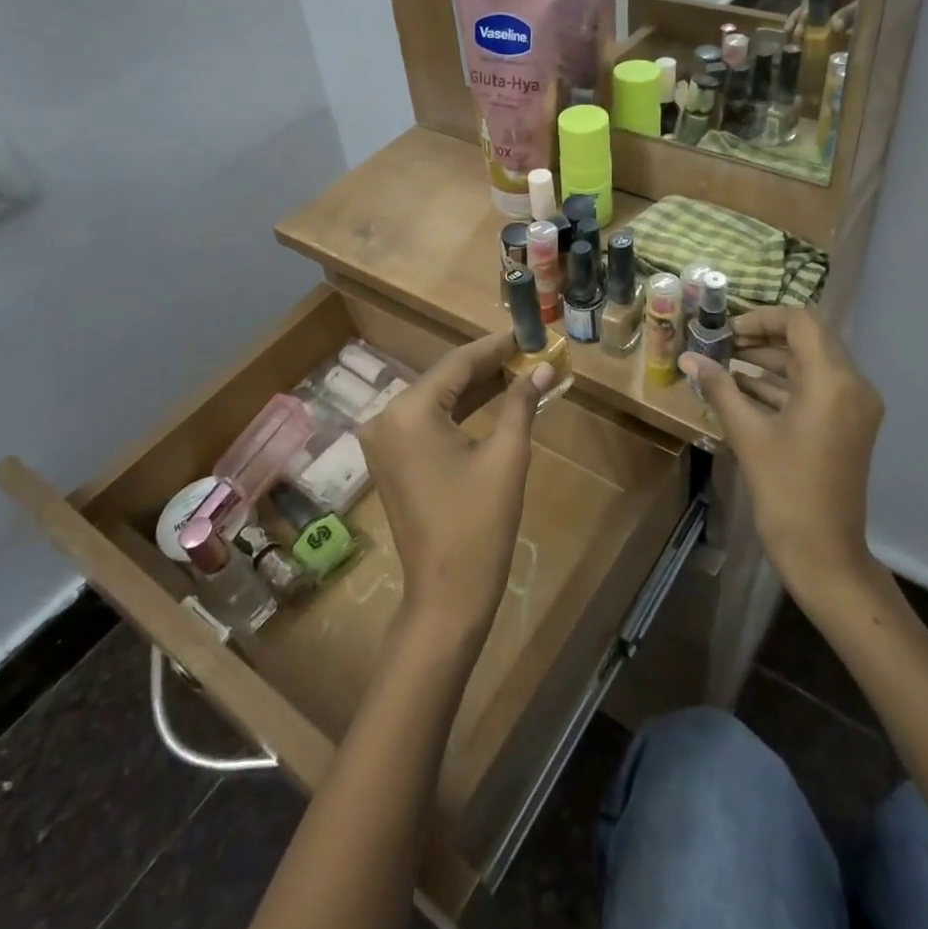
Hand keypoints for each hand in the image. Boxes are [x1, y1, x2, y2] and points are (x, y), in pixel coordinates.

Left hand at [359, 333, 551, 642]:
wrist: (446, 596)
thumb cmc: (479, 524)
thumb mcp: (506, 456)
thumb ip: (521, 403)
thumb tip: (543, 367)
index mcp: (409, 411)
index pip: (458, 363)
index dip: (496, 346)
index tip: (528, 332)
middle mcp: (386, 417)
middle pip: (445, 378)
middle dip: (488, 365)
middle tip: (529, 351)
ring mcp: (384, 440)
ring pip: (437, 399)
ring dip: (476, 387)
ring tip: (520, 370)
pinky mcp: (391, 459)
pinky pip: (428, 421)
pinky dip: (459, 411)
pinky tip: (493, 399)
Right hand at [680, 306, 883, 602]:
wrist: (824, 552)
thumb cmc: (785, 489)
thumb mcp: (747, 433)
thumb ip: (719, 387)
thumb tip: (688, 357)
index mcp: (833, 380)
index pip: (800, 321)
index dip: (760, 317)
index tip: (725, 330)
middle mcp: (852, 384)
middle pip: (807, 338)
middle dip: (762, 337)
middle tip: (721, 343)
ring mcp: (854, 405)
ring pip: (810, 363)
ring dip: (770, 359)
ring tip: (724, 363)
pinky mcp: (848, 424)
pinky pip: (815, 388)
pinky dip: (782, 383)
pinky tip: (742, 389)